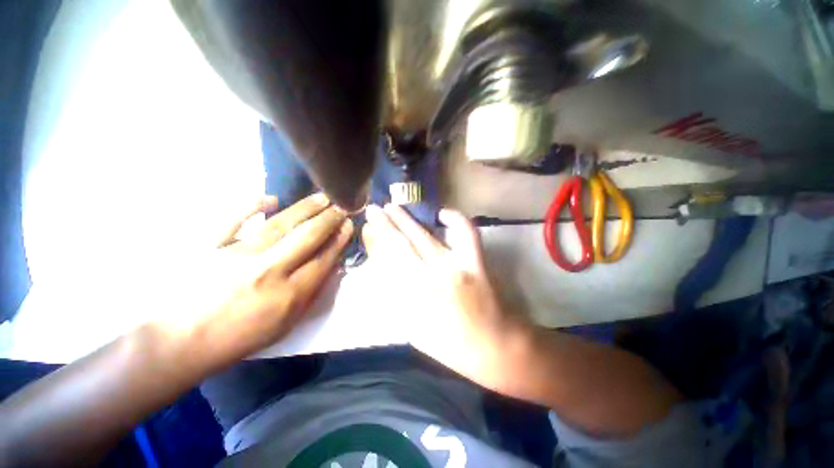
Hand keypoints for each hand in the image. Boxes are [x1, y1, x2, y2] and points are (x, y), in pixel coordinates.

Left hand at [176, 193, 352, 369]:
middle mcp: (269, 270)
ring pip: (280, 224)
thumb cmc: (239, 338)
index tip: (348, 225)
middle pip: (307, 237)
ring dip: (305, 208)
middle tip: (342, 206)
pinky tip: (270, 198)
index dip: (339, 240)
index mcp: (289, 294)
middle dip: (329, 219)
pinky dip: (252, 206)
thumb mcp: (285, 325)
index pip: (324, 259)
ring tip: (322, 197)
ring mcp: (238, 255)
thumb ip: (311, 294)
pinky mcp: (210, 247)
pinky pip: (234, 220)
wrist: (181, 343)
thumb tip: (330, 267)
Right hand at [362, 204, 531, 391]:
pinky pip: (466, 233)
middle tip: (373, 209)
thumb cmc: (452, 344)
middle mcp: (430, 279)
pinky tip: (442, 213)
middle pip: (401, 245)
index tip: (367, 228)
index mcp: (412, 299)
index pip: (387, 262)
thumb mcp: (415, 330)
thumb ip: (398, 300)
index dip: (375, 242)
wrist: (494, 345)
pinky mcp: (476, 262)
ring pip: (425, 236)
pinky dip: (456, 219)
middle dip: (384, 224)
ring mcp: (456, 267)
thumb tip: (386, 270)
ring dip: (407, 219)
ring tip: (394, 207)